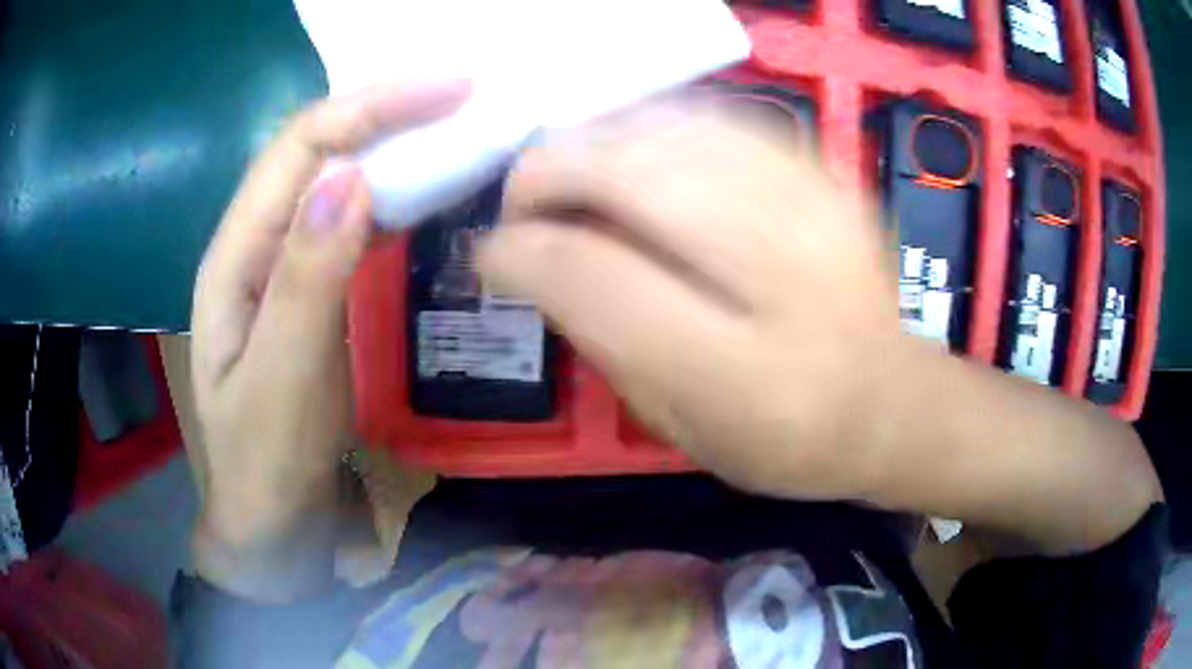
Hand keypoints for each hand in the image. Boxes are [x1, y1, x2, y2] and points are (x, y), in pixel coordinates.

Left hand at [190, 80, 467, 600]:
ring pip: (337, 178)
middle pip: (316, 150)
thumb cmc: (267, 463)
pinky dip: (393, 192)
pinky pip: (353, 220)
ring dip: (393, 145)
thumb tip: (349, 177)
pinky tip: (428, 187)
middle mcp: (255, 244)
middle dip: (386, 111)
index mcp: (234, 256)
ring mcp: (284, 263)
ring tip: (457, 128)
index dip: (369, 108)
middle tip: (466, 98)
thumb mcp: (282, 380)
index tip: (449, 90)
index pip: (298, 149)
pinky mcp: (312, 286)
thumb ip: (306, 279)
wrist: (272, 518)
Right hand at [480, 100, 903, 498]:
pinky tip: (635, 151)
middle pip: (634, 176)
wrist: (889, 402)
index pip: (596, 276)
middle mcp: (784, 276)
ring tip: (570, 173)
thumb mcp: (679, 426)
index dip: (523, 251)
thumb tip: (538, 261)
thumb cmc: (782, 438)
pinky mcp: (829, 177)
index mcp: (740, 373)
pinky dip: (658, 125)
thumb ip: (604, 342)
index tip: (492, 252)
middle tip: (522, 198)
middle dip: (551, 172)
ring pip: (672, 130)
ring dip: (597, 142)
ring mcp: (815, 210)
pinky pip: (720, 119)